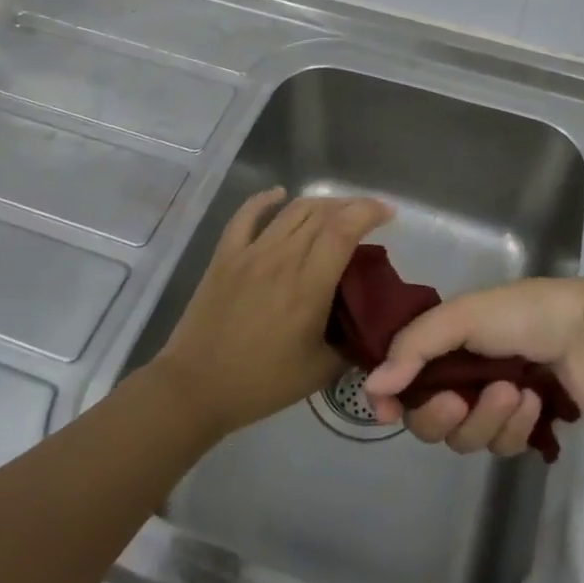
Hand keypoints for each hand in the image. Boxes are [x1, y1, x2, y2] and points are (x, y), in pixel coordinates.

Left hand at [154, 188, 392, 439]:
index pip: (344, 230)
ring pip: (291, 211)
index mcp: (308, 286)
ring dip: (320, 204)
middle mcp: (281, 259)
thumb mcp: (320, 371)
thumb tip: (370, 323)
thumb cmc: (261, 383)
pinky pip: (246, 215)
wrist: (195, 388)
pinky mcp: (225, 256)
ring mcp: (250, 253)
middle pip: (322, 214)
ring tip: (336, 211)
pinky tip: (279, 194)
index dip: (369, 212)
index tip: (388, 214)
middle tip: (368, 216)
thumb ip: (351, 341)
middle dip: (351, 207)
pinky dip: (265, 200)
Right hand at [361, 277, 583, 455]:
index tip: (387, 410)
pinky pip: (502, 447)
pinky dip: (518, 425)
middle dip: (441, 415)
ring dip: (488, 418)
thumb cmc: (523, 314)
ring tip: (515, 391)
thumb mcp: (462, 317)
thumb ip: (414, 348)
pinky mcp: (522, 428)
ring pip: (465, 440)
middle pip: (427, 421)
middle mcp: (460, 376)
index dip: (390, 398)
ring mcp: (491, 405)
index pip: (401, 380)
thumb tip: (372, 387)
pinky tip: (536, 399)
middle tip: (461, 400)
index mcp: (443, 344)